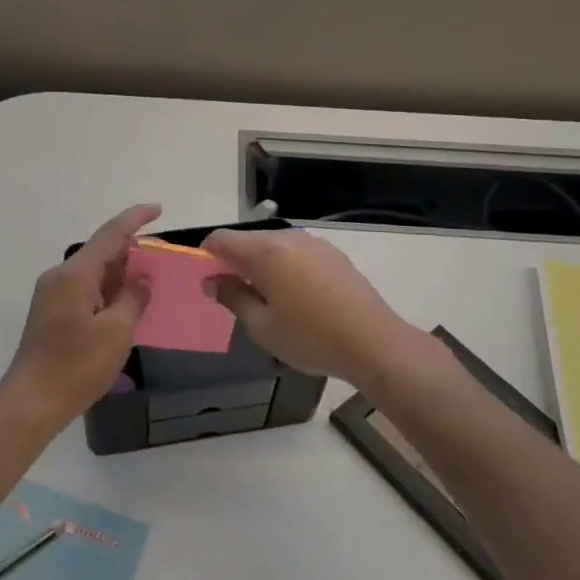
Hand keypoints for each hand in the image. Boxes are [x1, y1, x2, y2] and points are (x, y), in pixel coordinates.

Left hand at [4, 203, 159, 418]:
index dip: (135, 219)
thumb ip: (133, 297)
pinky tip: (128, 305)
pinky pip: (86, 291)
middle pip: (101, 252)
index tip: (158, 208)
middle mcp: (60, 276)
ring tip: (153, 281)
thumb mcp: (117, 331)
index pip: (110, 234)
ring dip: (122, 274)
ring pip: (94, 273)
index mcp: (75, 273)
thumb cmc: (76, 365)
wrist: (32, 402)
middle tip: (165, 259)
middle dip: (133, 251)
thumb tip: (141, 279)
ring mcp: (53, 296)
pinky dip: (109, 292)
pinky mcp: (52, 314)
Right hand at [203, 226, 417, 386]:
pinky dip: (285, 268)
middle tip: (234, 296)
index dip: (206, 255)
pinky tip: (295, 298)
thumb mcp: (261, 326)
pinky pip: (296, 254)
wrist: (373, 342)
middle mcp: (288, 237)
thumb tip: (213, 280)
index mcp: (265, 251)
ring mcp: (314, 244)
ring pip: (274, 246)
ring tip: (266, 300)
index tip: (206, 280)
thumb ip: (233, 297)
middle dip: (235, 262)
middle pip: (248, 241)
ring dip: (261, 265)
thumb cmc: (310, 337)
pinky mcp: (333, 255)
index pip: (221, 238)